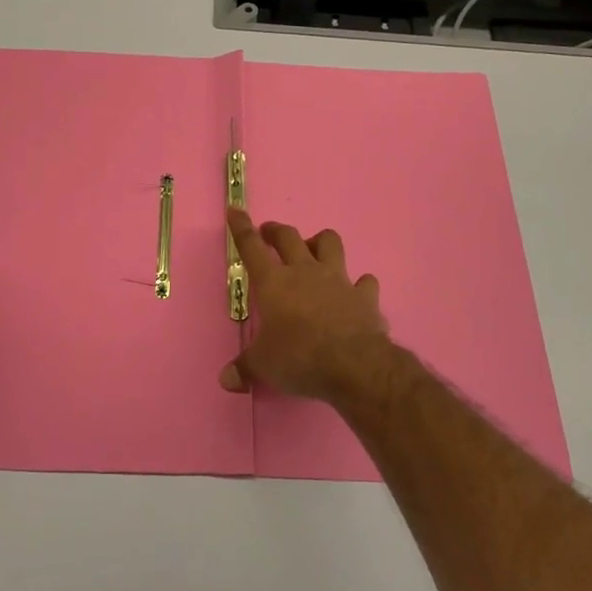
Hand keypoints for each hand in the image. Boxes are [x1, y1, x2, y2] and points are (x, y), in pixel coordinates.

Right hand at [221, 206, 394, 403]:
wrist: (353, 365)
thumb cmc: (298, 358)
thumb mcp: (263, 366)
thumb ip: (244, 368)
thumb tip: (226, 380)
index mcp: (274, 282)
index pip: (251, 247)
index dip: (241, 228)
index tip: (236, 211)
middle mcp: (305, 272)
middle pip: (289, 237)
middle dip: (277, 231)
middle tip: (270, 232)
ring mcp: (338, 280)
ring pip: (330, 243)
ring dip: (320, 242)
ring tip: (315, 251)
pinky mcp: (365, 296)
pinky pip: (365, 282)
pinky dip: (360, 285)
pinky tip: (357, 292)